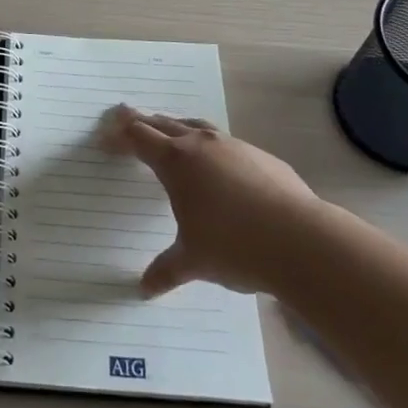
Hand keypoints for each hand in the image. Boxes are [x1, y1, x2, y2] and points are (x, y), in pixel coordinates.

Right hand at [102, 105, 316, 296]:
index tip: (106, 137)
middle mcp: (201, 144)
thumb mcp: (194, 261)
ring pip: (195, 127)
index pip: (139, 138)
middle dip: (142, 122)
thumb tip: (144, 288)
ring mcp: (233, 146)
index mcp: (176, 161)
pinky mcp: (260, 156)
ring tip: (169, 132)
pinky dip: (209, 146)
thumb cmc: (235, 246)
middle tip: (127, 119)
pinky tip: (216, 165)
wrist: (301, 240)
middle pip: (163, 123)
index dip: (120, 136)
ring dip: (176, 128)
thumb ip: (166, 270)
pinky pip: (224, 143)